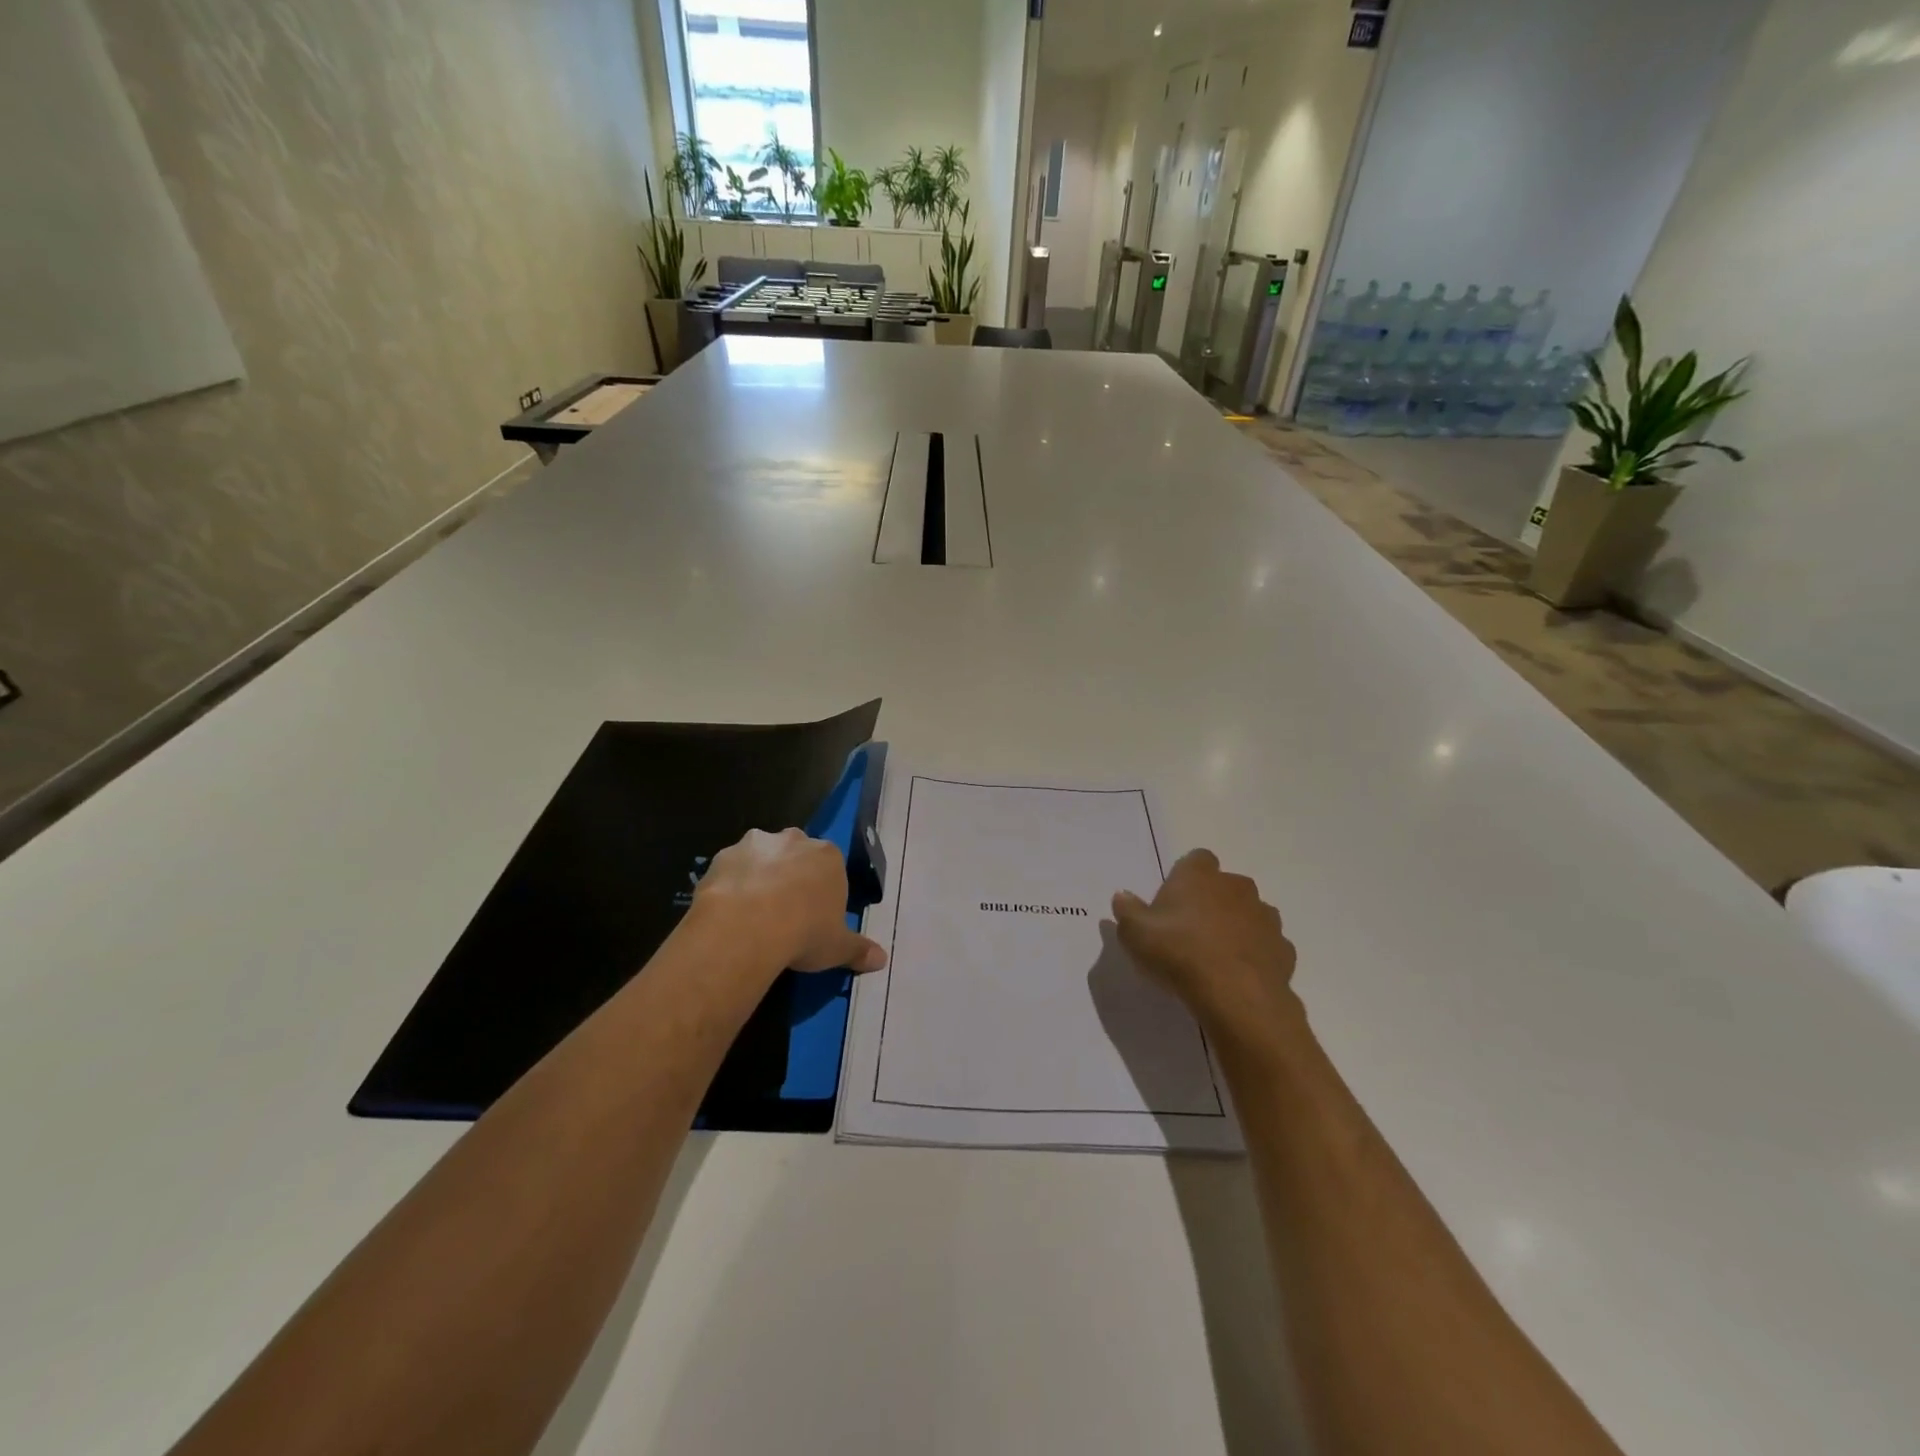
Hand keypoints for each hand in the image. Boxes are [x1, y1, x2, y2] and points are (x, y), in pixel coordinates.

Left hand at [693, 827, 887, 975]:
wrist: (747, 927)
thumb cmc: (804, 932)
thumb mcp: (838, 947)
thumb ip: (859, 950)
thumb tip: (881, 960)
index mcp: (828, 856)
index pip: (830, 867)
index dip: (822, 890)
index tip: (815, 916)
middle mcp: (794, 840)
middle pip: (796, 855)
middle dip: (791, 876)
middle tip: (784, 912)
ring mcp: (756, 844)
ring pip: (761, 857)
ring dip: (759, 876)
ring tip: (753, 914)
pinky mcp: (723, 856)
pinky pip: (731, 869)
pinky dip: (731, 885)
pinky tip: (729, 913)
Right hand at [1112, 849, 1301, 1052]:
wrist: (1236, 996)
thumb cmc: (1179, 953)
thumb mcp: (1135, 933)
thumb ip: (1127, 911)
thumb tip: (1122, 896)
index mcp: (1200, 875)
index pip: (1196, 860)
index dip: (1185, 878)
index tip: (1172, 903)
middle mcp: (1236, 886)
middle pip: (1224, 886)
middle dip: (1212, 902)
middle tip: (1190, 932)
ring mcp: (1265, 917)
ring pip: (1249, 914)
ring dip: (1236, 927)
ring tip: (1215, 957)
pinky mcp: (1284, 948)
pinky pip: (1265, 946)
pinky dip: (1254, 955)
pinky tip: (1238, 976)